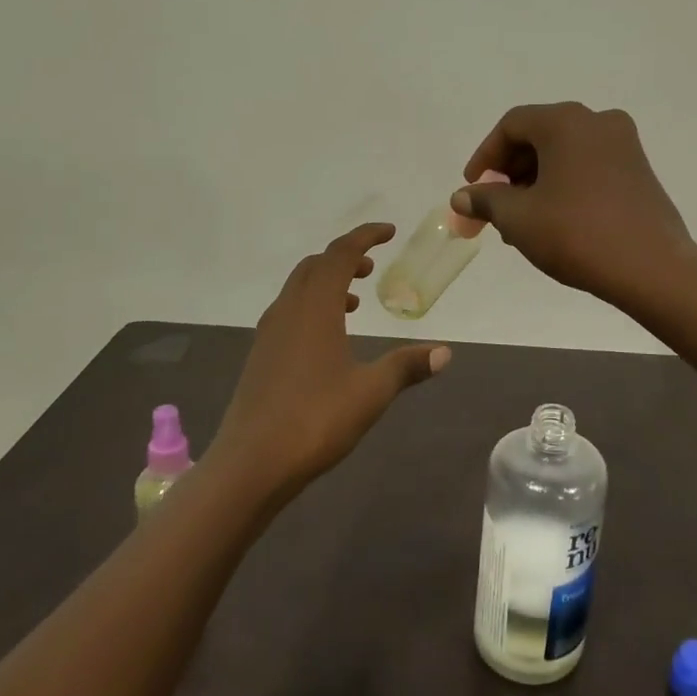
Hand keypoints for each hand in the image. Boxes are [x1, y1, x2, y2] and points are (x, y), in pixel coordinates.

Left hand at [211, 223, 449, 496]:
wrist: (251, 463)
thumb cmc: (315, 420)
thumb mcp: (371, 392)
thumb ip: (406, 366)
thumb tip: (445, 353)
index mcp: (315, 308)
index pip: (340, 254)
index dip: (365, 237)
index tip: (389, 232)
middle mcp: (288, 310)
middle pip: (315, 266)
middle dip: (344, 258)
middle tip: (372, 267)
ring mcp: (269, 333)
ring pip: (299, 288)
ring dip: (327, 282)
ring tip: (355, 301)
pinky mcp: (261, 355)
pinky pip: (289, 311)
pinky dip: (312, 306)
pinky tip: (328, 338)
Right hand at [451, 103, 696, 309]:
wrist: (652, 268)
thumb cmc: (576, 234)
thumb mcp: (519, 218)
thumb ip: (486, 201)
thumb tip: (462, 197)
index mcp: (566, 122)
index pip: (512, 125)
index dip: (485, 156)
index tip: (472, 188)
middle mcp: (598, 122)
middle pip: (539, 136)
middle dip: (510, 172)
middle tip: (494, 208)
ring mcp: (625, 145)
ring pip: (565, 153)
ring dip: (536, 181)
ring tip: (521, 222)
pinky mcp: (639, 170)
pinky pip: (589, 166)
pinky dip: (564, 185)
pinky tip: (554, 220)